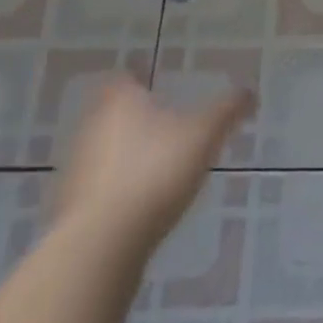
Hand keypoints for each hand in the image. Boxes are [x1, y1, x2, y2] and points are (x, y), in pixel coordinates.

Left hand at [56, 76, 255, 248]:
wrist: (99, 247)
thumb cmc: (154, 172)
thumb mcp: (204, 135)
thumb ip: (228, 110)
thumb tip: (251, 93)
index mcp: (119, 100)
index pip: (125, 76)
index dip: (140, 75)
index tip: (156, 80)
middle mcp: (91, 127)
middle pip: (113, 112)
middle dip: (136, 115)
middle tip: (166, 119)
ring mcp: (77, 169)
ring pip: (105, 149)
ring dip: (127, 153)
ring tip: (159, 162)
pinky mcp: (72, 208)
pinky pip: (99, 186)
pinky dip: (118, 187)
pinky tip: (142, 200)